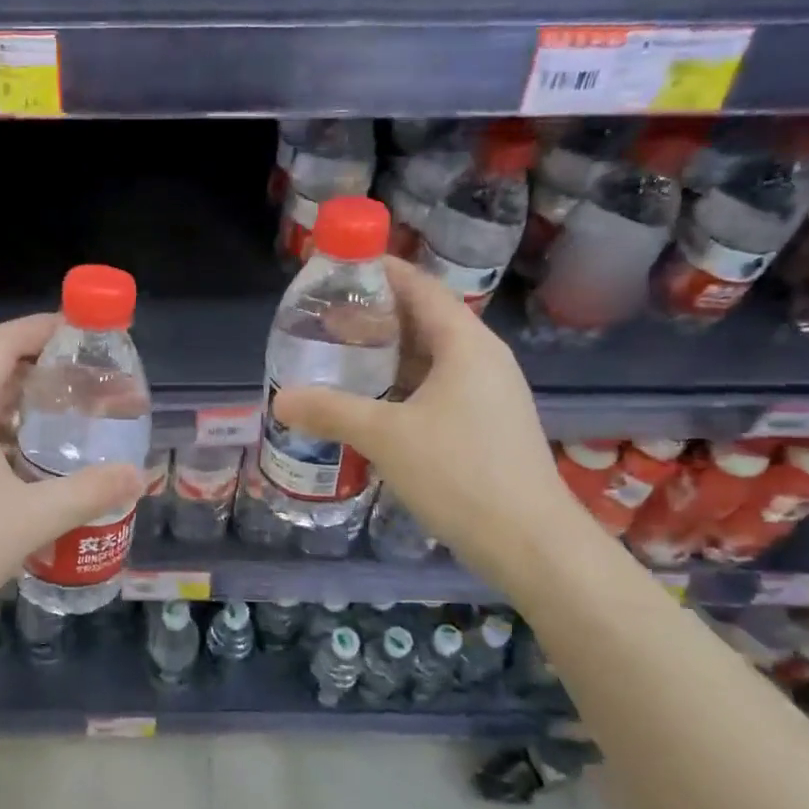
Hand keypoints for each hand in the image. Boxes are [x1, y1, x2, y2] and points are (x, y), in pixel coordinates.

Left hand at [0, 314, 145, 643]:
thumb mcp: (29, 519)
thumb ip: (87, 493)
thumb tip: (138, 476)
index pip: (3, 341)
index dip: (45, 327)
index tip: (88, 333)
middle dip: (46, 369)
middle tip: (94, 382)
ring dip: (28, 406)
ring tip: (76, 419)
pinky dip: (11, 436)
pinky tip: (39, 465)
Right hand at [271, 258, 586, 583]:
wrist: (530, 542)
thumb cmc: (460, 473)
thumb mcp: (385, 437)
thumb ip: (330, 411)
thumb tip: (279, 399)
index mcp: (466, 345)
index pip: (420, 288)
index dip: (381, 271)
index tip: (339, 267)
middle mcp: (482, 359)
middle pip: (425, 319)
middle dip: (376, 314)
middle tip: (327, 317)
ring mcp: (488, 394)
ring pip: (431, 357)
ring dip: (388, 352)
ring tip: (341, 355)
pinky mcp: (485, 424)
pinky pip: (438, 386)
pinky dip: (402, 384)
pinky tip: (372, 402)